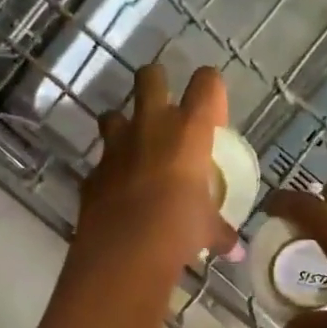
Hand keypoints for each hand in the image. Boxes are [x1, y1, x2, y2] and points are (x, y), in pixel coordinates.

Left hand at [76, 64, 236, 274]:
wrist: (123, 251)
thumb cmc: (178, 229)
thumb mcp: (207, 230)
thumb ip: (220, 231)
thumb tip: (232, 247)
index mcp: (188, 130)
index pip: (207, 82)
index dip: (211, 92)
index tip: (213, 119)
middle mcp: (150, 126)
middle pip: (150, 76)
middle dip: (157, 83)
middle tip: (166, 110)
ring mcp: (116, 146)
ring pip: (113, 113)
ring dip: (123, 125)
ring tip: (135, 148)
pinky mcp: (93, 171)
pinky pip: (102, 161)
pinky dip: (110, 170)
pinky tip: (119, 190)